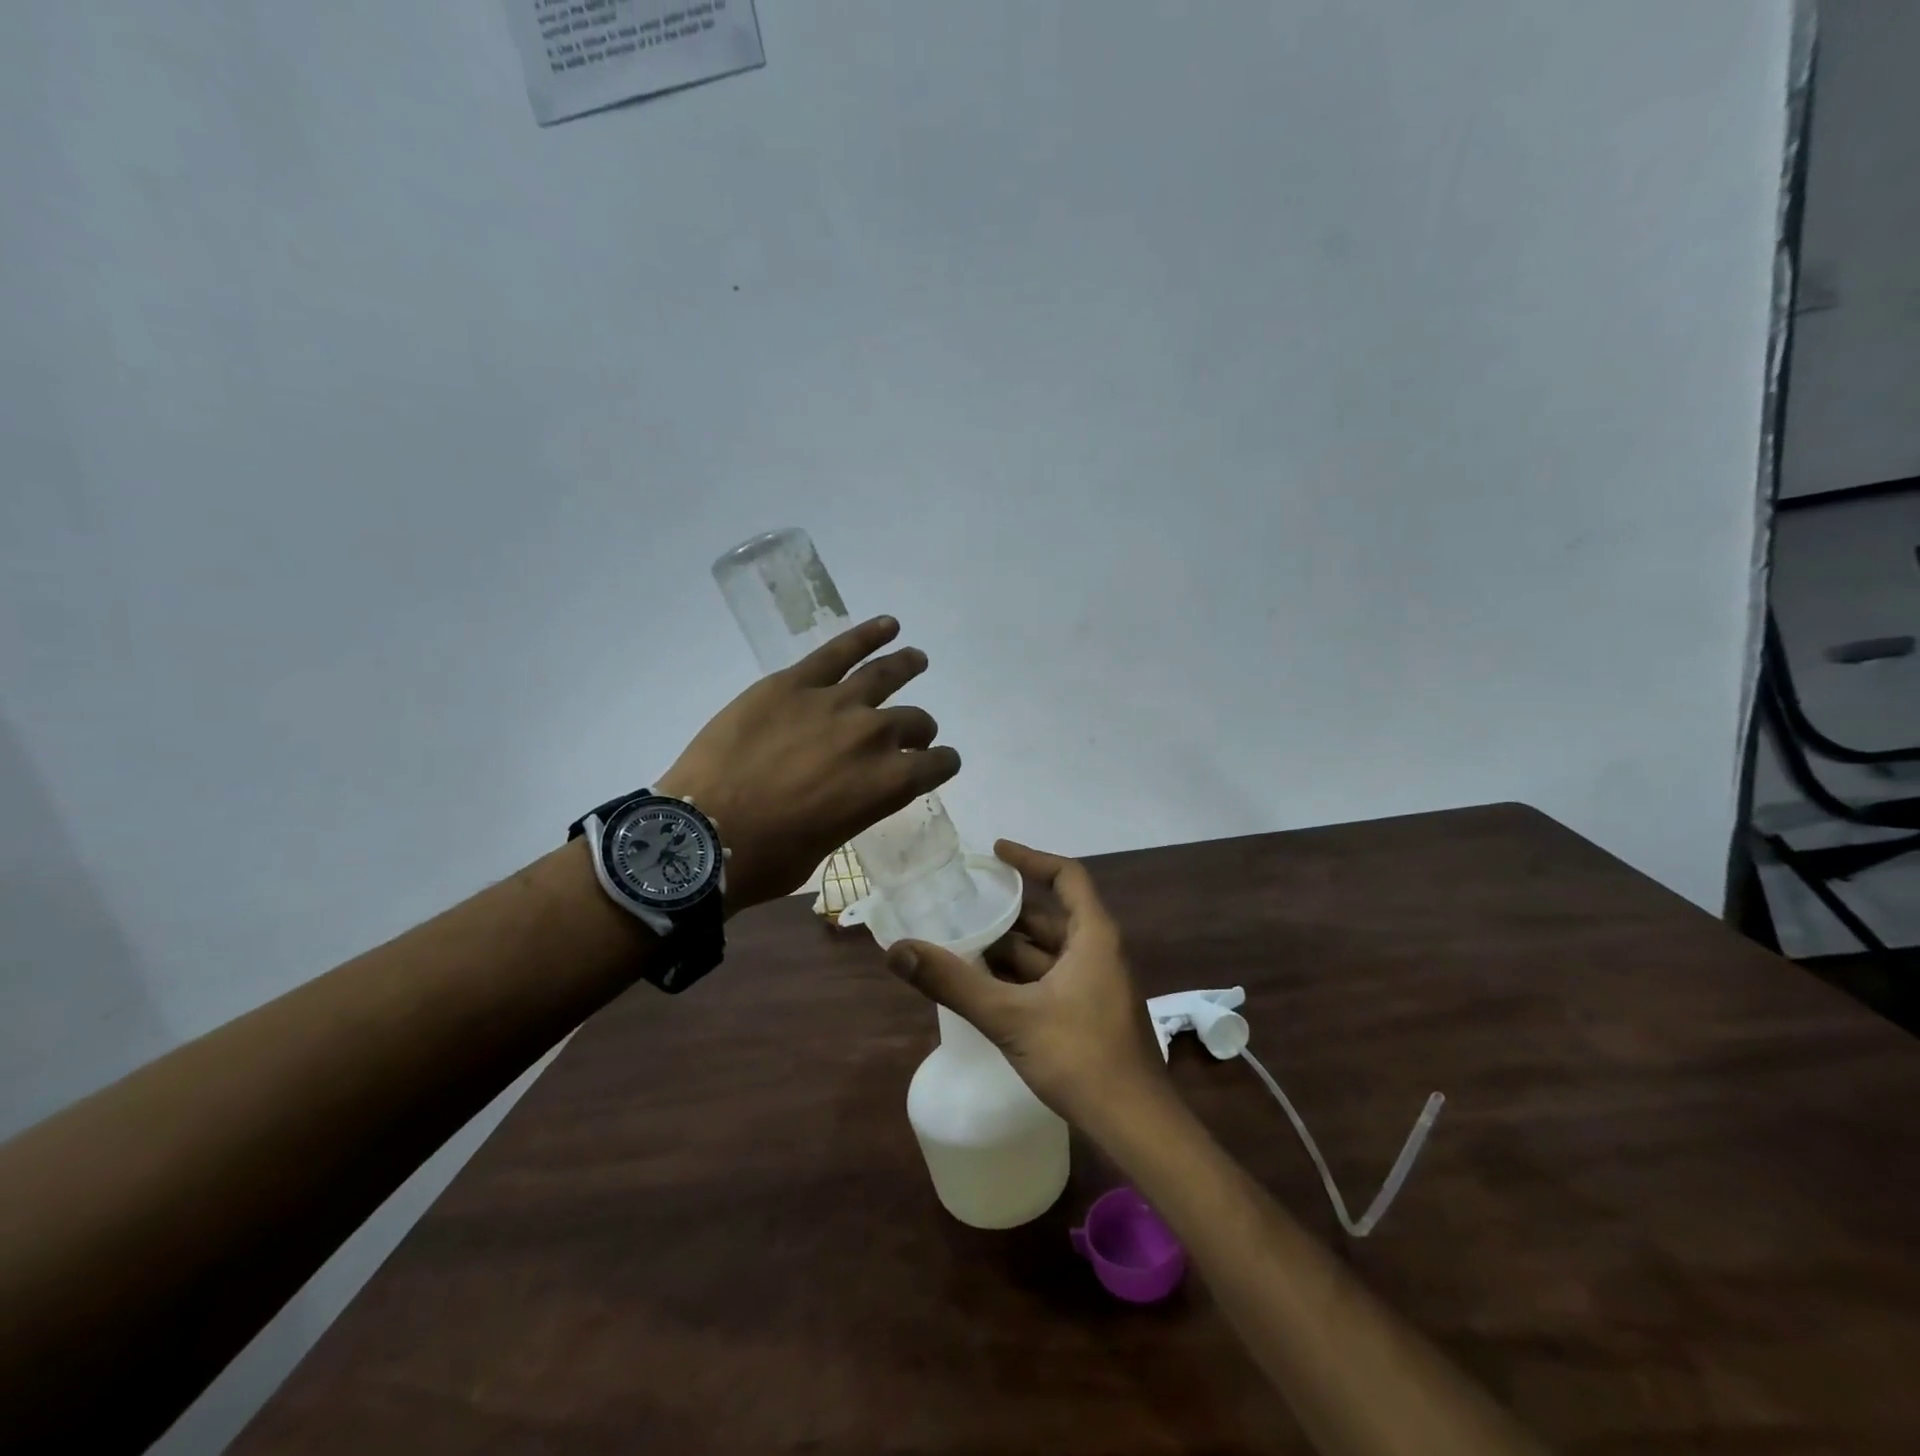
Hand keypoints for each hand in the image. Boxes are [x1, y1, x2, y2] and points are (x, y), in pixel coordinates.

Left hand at [657, 617, 959, 911]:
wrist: (704, 834)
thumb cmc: (769, 857)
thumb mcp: (829, 841)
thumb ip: (855, 806)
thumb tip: (851, 790)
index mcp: (888, 784)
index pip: (936, 765)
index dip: (942, 764)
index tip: (938, 762)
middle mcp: (873, 736)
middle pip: (913, 721)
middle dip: (919, 729)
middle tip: (913, 731)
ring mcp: (834, 703)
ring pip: (884, 675)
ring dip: (906, 664)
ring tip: (916, 658)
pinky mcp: (793, 683)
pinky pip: (839, 650)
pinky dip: (867, 634)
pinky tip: (887, 626)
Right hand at [884, 840, 1169, 1133]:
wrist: (1136, 1124)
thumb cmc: (1080, 1057)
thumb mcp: (1010, 1016)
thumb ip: (953, 982)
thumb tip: (899, 949)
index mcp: (1092, 936)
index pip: (1066, 876)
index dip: (1031, 859)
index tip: (995, 852)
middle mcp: (1099, 951)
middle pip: (1051, 916)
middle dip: (1008, 912)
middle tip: (963, 906)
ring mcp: (1098, 985)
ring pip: (1049, 952)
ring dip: (1011, 949)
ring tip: (963, 944)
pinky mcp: (1092, 1013)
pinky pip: (1052, 979)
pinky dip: (1022, 976)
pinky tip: (987, 988)